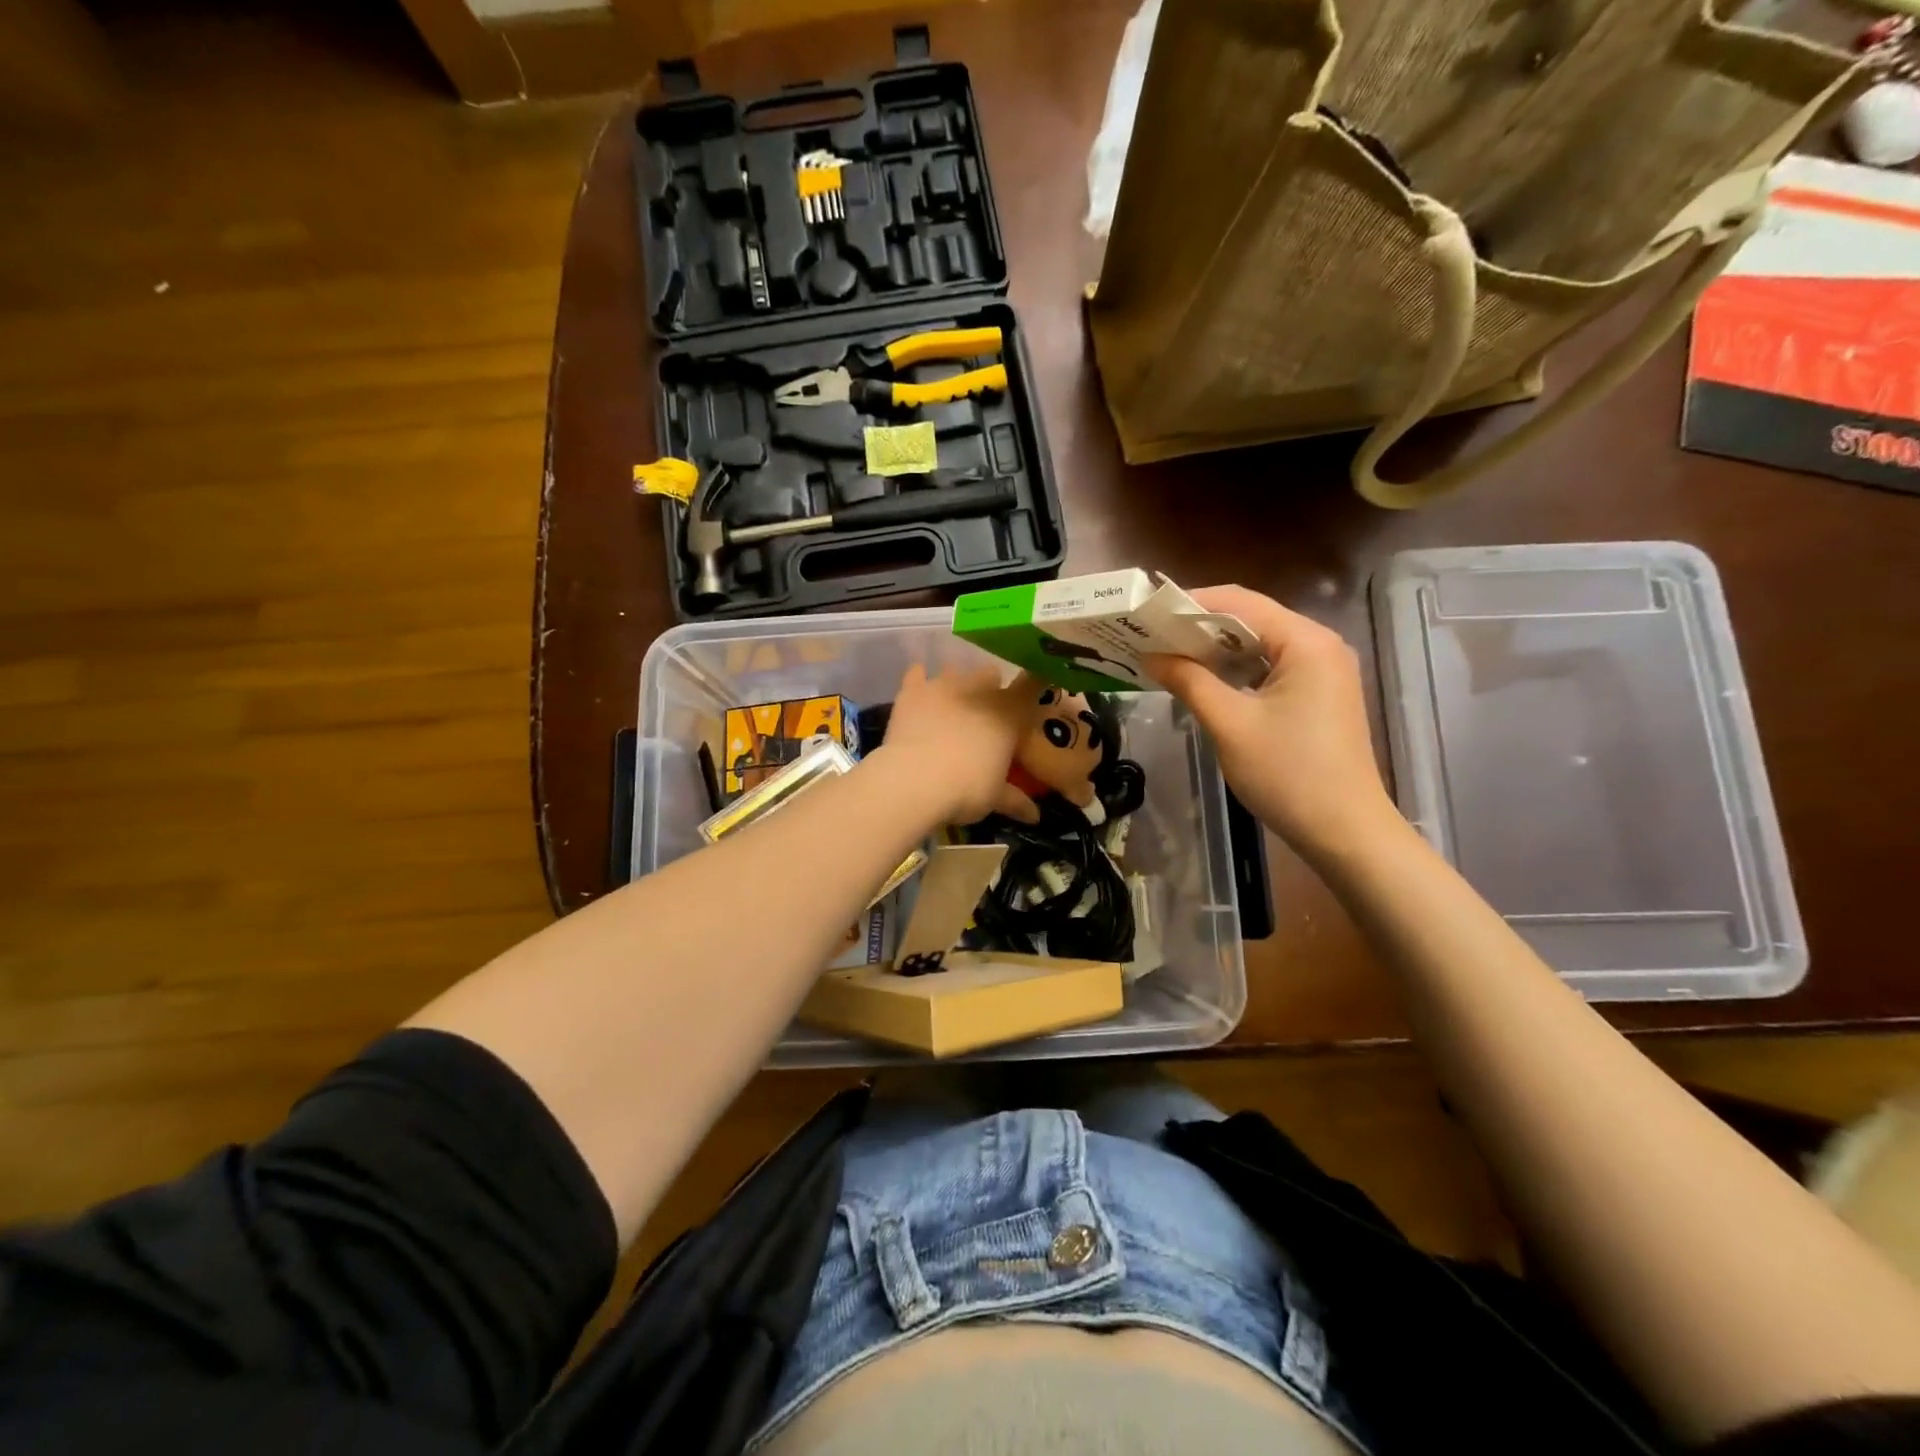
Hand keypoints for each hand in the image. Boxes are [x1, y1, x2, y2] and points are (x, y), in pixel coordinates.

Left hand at [873, 663, 1030, 826]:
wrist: (915, 781)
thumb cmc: (966, 789)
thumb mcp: (995, 798)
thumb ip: (1015, 801)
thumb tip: (1035, 816)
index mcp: (1008, 713)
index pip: (1030, 686)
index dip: (1033, 684)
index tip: (1033, 688)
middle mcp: (978, 690)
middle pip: (990, 673)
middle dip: (990, 687)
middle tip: (985, 711)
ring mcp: (943, 686)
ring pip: (955, 670)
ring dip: (956, 683)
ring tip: (952, 702)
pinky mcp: (912, 691)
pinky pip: (916, 673)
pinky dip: (919, 678)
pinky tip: (918, 686)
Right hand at [1145, 585, 1398, 859]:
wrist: (1344, 832)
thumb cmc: (1287, 774)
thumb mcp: (1230, 724)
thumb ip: (1189, 681)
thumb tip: (1150, 655)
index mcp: (1305, 642)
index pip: (1240, 602)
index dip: (1191, 603)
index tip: (1148, 613)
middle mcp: (1320, 645)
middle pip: (1251, 619)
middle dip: (1200, 625)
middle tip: (1152, 634)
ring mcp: (1323, 670)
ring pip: (1259, 644)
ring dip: (1216, 648)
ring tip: (1168, 653)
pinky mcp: (1319, 694)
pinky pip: (1270, 667)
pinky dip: (1236, 668)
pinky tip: (1204, 678)